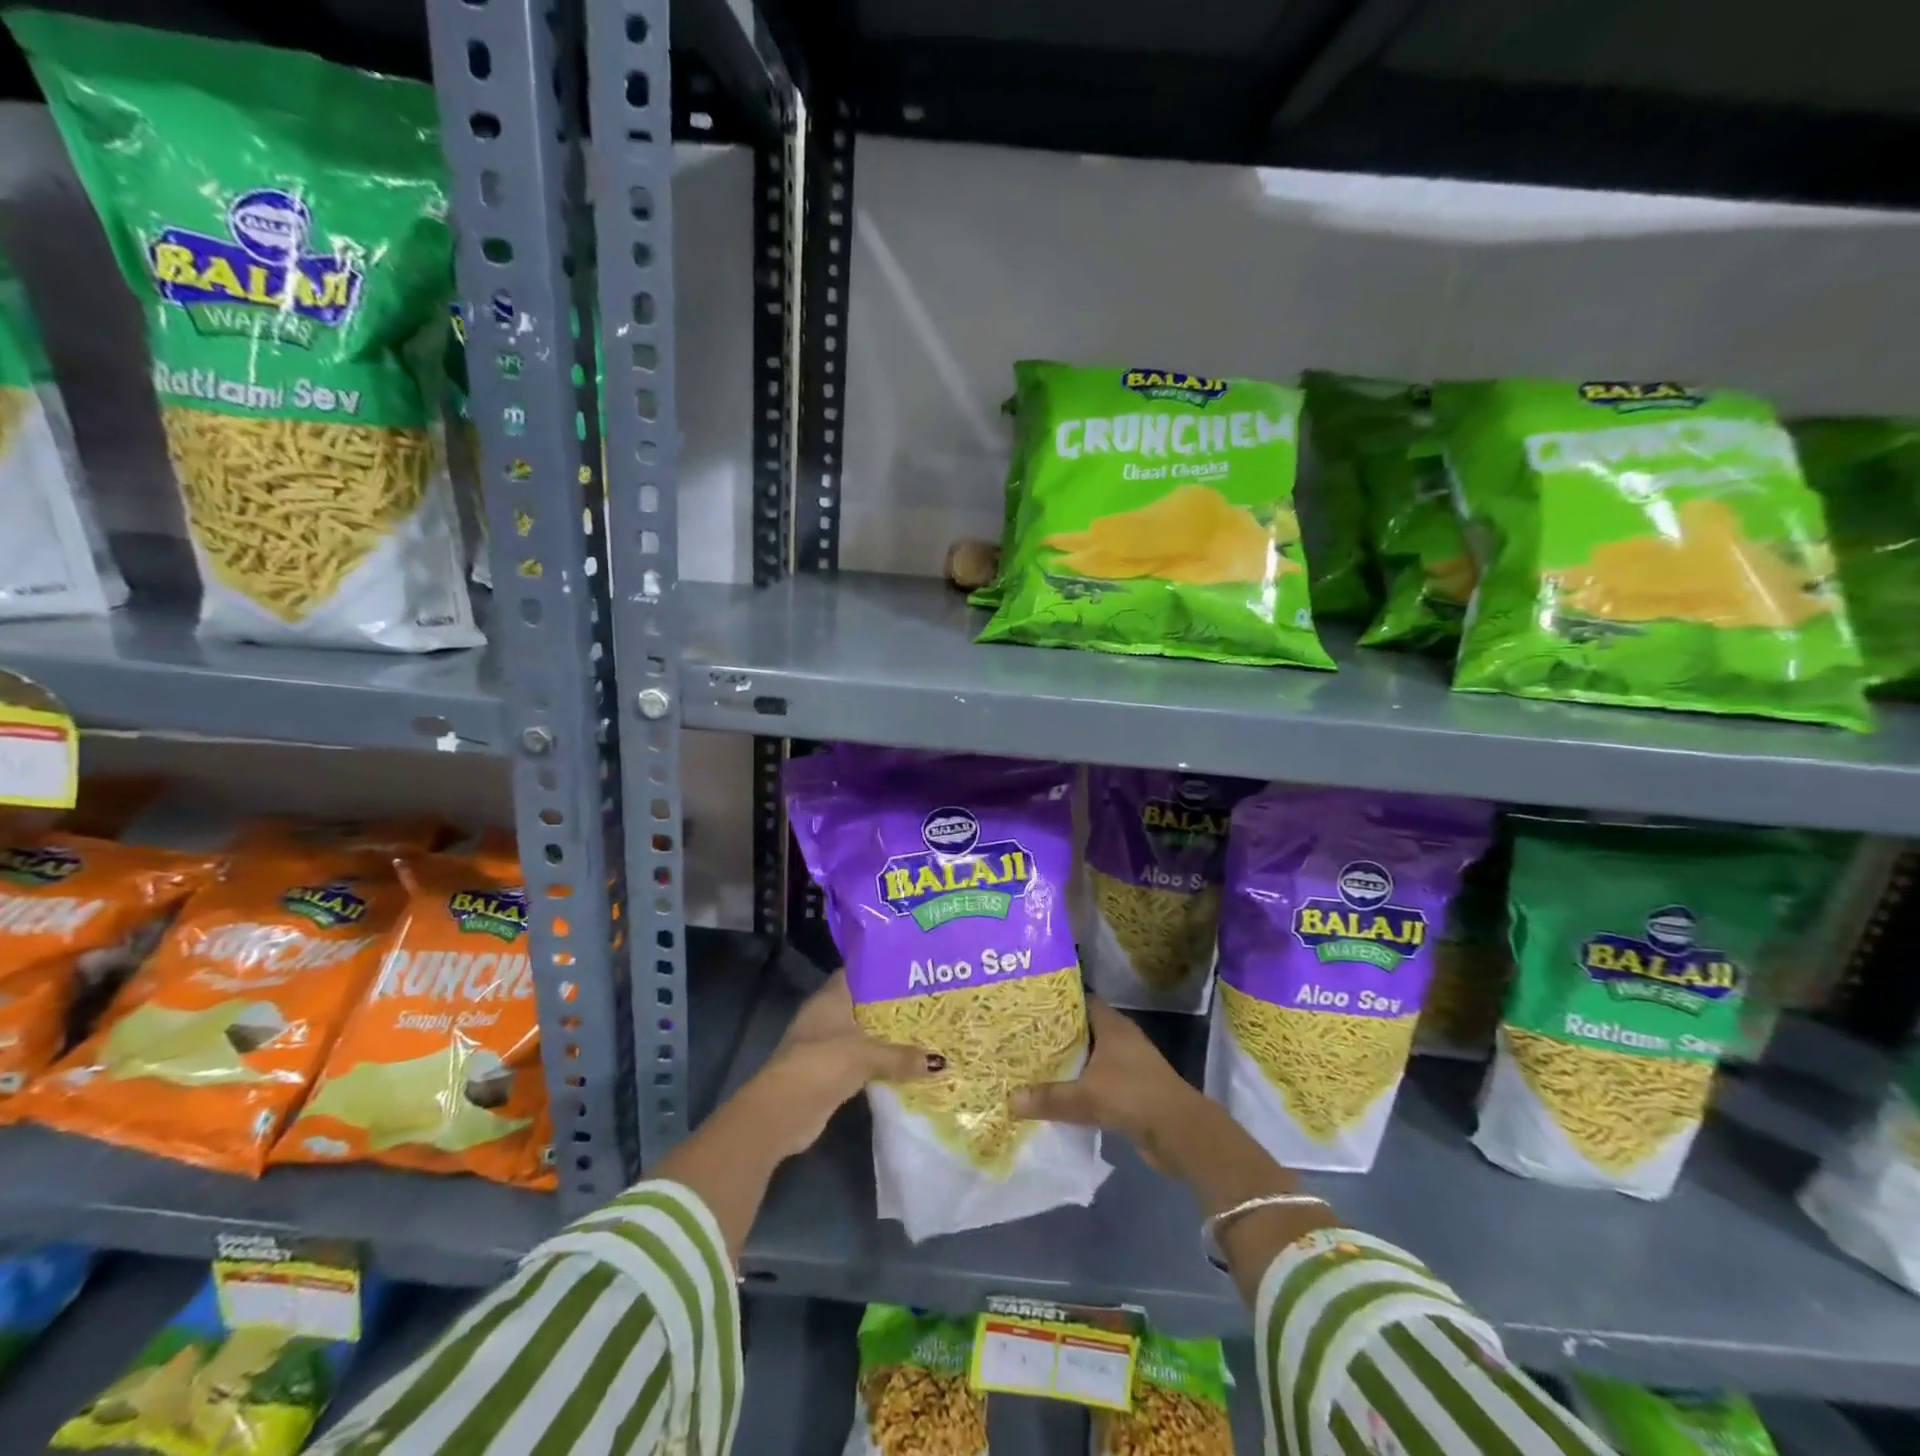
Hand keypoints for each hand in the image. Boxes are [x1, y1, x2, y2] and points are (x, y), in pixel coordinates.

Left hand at [741, 970, 936, 1159]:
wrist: (782, 1112)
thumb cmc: (821, 1064)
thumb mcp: (865, 1055)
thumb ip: (901, 1056)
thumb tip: (941, 1062)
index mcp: (831, 998)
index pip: (859, 972)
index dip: (883, 968)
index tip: (914, 969)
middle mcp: (828, 1015)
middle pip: (865, 1003)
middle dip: (894, 1004)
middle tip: (931, 1000)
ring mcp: (827, 1044)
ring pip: (865, 1033)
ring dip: (889, 1035)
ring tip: (927, 1029)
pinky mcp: (831, 1072)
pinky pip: (863, 1059)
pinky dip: (881, 1060)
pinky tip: (908, 1062)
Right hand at [1010, 997, 1208, 1169]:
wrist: (1180, 1133)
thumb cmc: (1132, 1096)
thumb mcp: (1085, 1096)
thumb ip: (1048, 1097)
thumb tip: (1010, 1100)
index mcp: (1112, 1025)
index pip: (1081, 1001)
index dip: (1057, 1002)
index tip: (1030, 1006)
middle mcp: (1121, 1038)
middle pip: (1084, 1029)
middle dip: (1057, 1034)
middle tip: (1024, 1036)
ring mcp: (1129, 1064)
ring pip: (1091, 1056)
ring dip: (1069, 1062)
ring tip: (1034, 1064)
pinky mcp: (1132, 1089)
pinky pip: (1098, 1080)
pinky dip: (1081, 1085)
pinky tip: (1058, 1093)